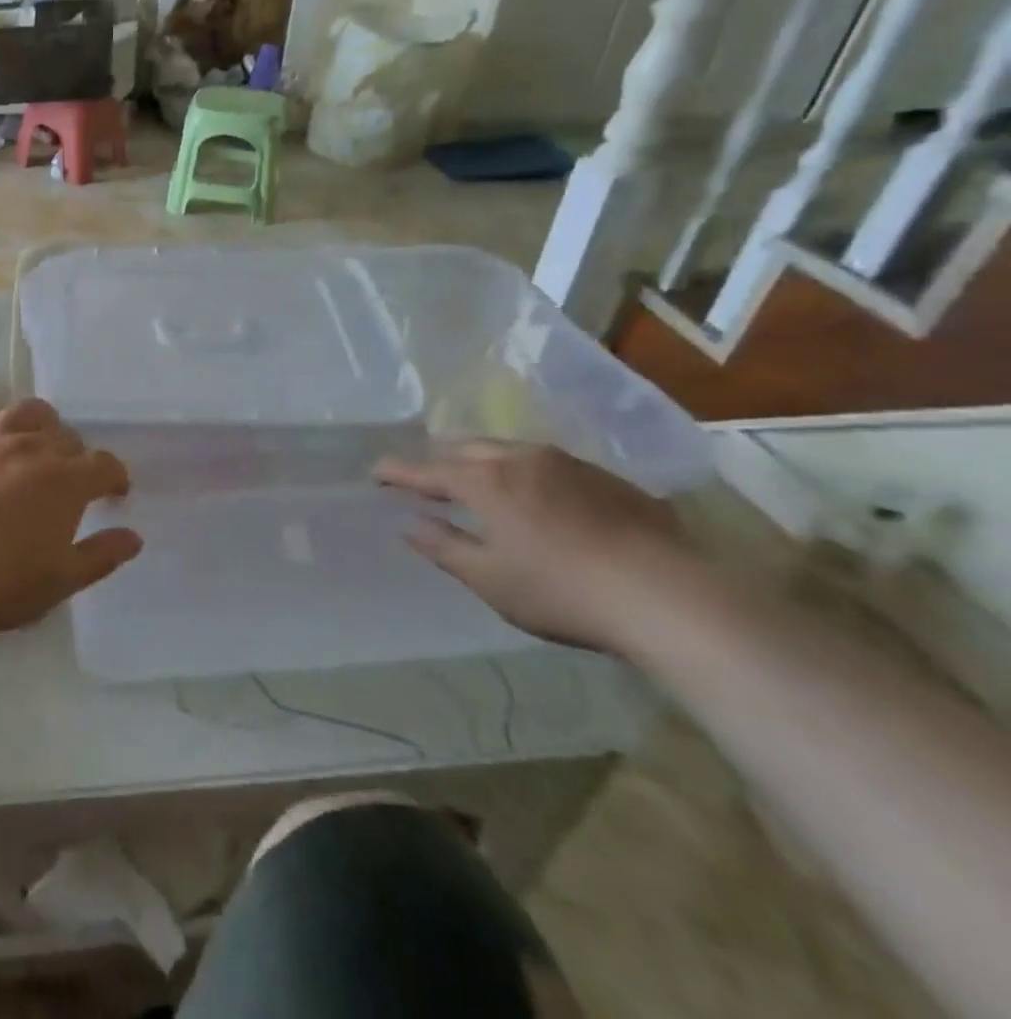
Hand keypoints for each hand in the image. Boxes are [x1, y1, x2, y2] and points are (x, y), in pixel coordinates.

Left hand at [0, 400, 141, 637]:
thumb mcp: (60, 581)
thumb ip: (101, 555)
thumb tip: (134, 537)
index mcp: (65, 480)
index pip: (104, 465)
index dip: (115, 477)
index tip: (115, 492)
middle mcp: (32, 448)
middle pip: (67, 437)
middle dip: (78, 457)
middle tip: (72, 481)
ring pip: (29, 413)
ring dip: (44, 426)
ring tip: (39, 445)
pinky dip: (3, 422)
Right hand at [375, 441, 707, 652]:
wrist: (669, 595)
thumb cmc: (562, 591)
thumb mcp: (490, 579)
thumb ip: (443, 547)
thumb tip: (409, 525)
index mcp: (485, 481)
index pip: (426, 470)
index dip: (397, 472)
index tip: (375, 472)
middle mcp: (520, 458)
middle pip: (465, 449)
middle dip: (439, 460)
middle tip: (424, 477)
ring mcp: (566, 463)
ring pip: (507, 449)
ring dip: (481, 461)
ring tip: (475, 478)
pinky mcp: (605, 478)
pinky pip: (546, 463)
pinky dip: (523, 472)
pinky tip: (535, 496)